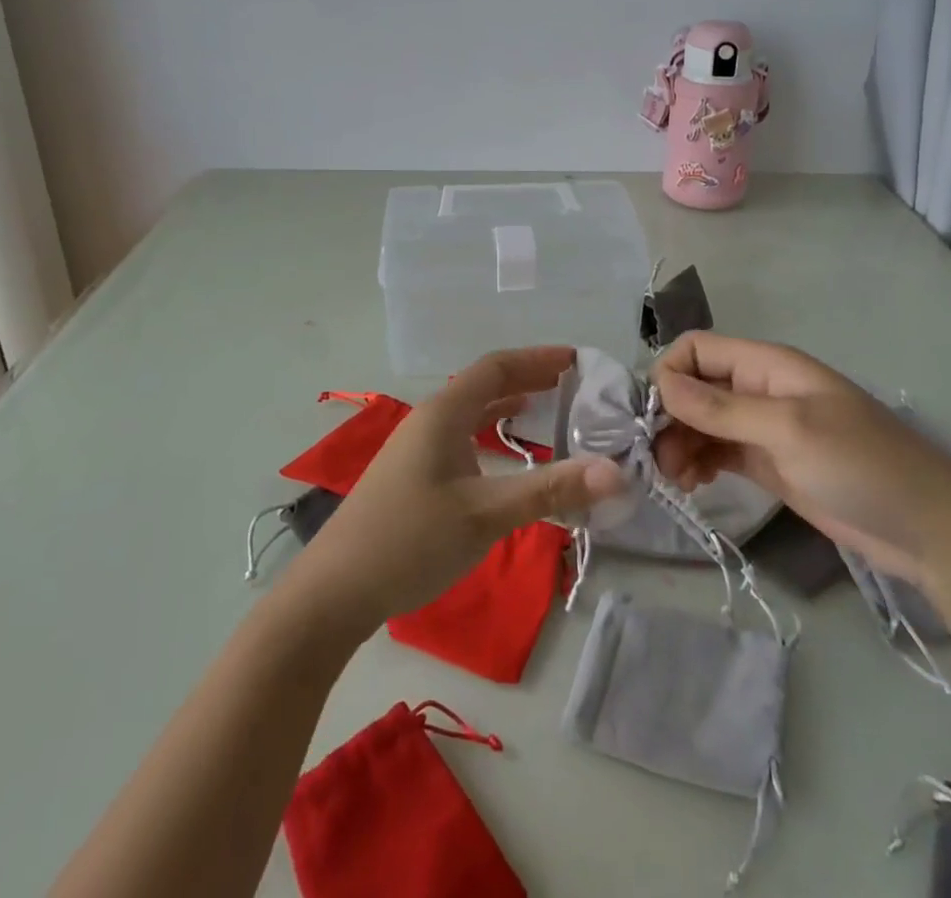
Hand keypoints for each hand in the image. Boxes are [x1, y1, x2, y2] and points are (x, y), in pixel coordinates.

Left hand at [281, 348, 624, 636]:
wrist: (335, 592)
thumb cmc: (410, 541)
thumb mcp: (486, 515)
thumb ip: (549, 491)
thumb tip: (615, 472)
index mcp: (443, 414)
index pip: (495, 367)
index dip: (537, 358)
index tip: (577, 359)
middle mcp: (429, 420)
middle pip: (483, 383)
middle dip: (527, 377)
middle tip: (572, 382)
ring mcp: (417, 447)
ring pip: (471, 411)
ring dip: (507, 403)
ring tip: (546, 405)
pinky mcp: (413, 474)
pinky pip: (461, 435)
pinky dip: (490, 431)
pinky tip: (501, 451)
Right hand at [652, 332, 950, 584]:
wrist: (930, 531)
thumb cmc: (862, 465)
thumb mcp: (789, 429)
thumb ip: (723, 407)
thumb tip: (661, 383)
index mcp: (767, 365)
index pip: (698, 349)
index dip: (670, 373)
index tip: (655, 415)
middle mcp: (759, 390)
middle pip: (695, 387)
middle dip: (670, 416)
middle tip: (658, 460)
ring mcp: (764, 428)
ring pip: (702, 422)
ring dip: (680, 443)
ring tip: (675, 479)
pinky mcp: (769, 464)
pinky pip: (718, 452)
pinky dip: (698, 462)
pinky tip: (692, 485)